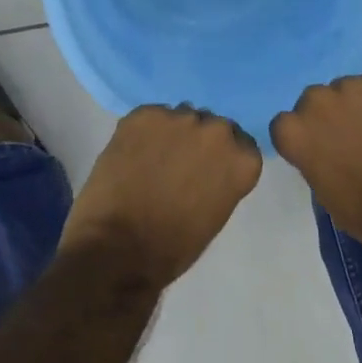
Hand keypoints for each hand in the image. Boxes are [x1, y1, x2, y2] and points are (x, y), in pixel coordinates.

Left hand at [61, 105, 262, 287]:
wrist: (120, 247)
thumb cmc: (174, 245)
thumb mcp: (215, 213)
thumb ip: (220, 178)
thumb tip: (205, 165)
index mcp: (241, 159)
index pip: (241, 142)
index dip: (222, 154)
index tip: (208, 169)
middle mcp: (216, 130)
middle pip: (211, 125)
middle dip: (198, 140)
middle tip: (178, 164)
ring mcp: (179, 118)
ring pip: (179, 117)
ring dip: (171, 134)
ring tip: (151, 160)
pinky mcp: (143, 115)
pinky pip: (149, 117)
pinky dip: (143, 133)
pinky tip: (131, 156)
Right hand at [271, 73, 361, 253]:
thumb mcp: (324, 190)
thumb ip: (315, 157)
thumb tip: (326, 148)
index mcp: (295, 131)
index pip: (285, 123)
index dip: (304, 135)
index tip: (320, 149)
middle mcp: (318, 100)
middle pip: (316, 100)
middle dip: (330, 114)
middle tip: (353, 137)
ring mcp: (354, 85)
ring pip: (351, 89)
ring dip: (361, 105)